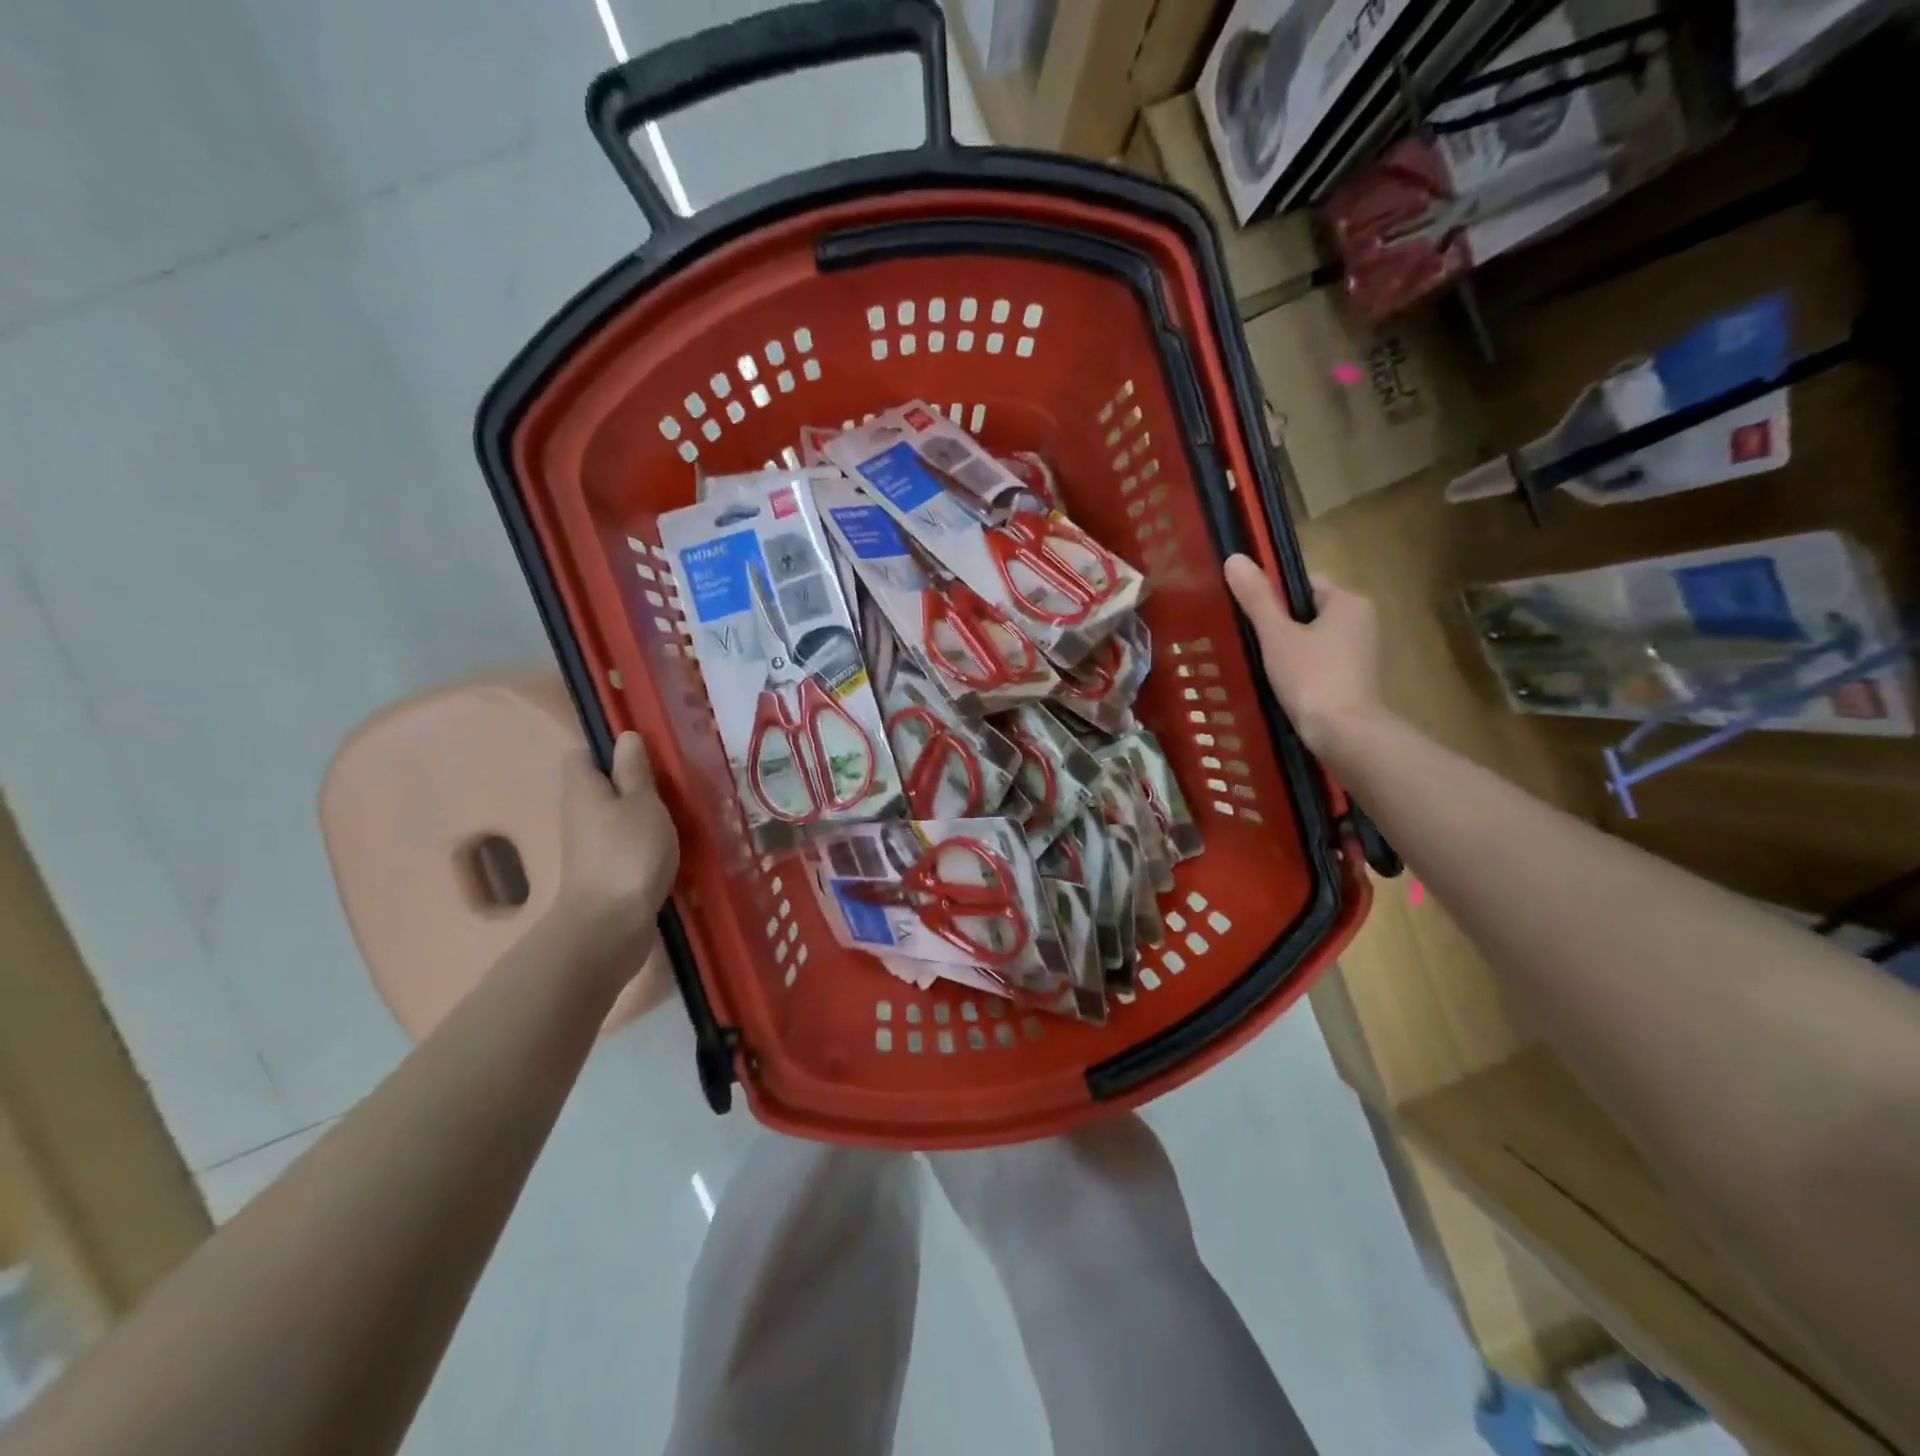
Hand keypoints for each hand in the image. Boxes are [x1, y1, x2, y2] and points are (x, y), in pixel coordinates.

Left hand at [554, 732, 678, 975]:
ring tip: (681, 815)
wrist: (609, 927)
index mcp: (583, 790)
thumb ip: (635, 771)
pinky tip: (674, 848)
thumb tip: (626, 736)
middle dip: (635, 785)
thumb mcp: (642, 803)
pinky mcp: (606, 874)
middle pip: (602, 788)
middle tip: (674, 784)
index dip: (608, 751)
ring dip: (645, 816)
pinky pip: (626, 846)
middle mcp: (579, 815)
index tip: (645, 755)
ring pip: (617, 818)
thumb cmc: (628, 853)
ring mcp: (590, 848)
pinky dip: (646, 844)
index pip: (582, 756)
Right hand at [1224, 555, 1384, 755]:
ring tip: (1263, 668)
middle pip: (1309, 613)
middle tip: (1252, 643)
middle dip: (1282, 626)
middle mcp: (1363, 621)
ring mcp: (1363, 653)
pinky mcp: (1358, 681)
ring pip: (1315, 641)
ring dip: (1291, 651)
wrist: (1344, 734)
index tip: (1251, 616)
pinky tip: (1284, 687)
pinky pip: (1323, 664)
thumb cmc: (1311, 677)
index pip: (1304, 584)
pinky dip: (1303, 672)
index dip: (1275, 597)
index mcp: (1349, 602)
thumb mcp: (1277, 635)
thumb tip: (1235, 557)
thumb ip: (1257, 598)